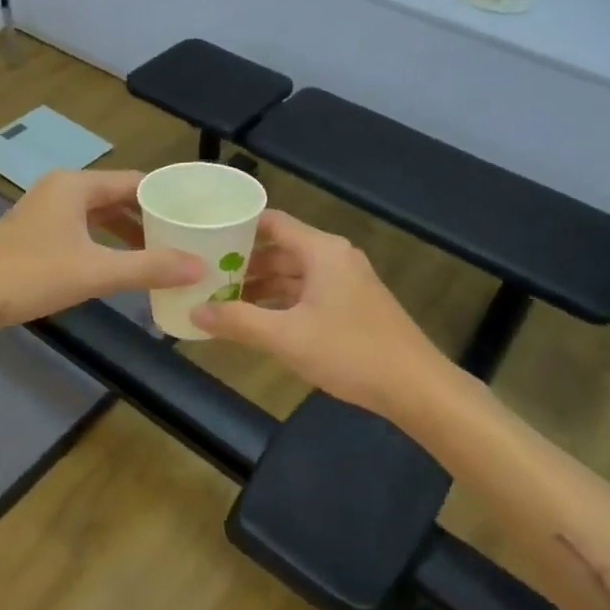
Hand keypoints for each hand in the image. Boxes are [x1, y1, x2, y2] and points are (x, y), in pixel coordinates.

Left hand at [0, 170, 202, 332]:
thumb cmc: (31, 275)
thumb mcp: (96, 271)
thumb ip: (149, 267)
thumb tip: (200, 266)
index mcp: (76, 185)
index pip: (135, 181)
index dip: (167, 198)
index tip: (197, 215)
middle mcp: (61, 189)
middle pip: (118, 196)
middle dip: (150, 217)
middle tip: (186, 237)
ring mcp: (45, 211)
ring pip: (99, 215)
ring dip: (128, 232)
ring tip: (162, 253)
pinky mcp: (35, 234)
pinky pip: (83, 230)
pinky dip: (106, 243)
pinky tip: (121, 265)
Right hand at [190, 210, 455, 421]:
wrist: (415, 387)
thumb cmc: (350, 352)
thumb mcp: (286, 338)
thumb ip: (238, 322)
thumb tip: (194, 312)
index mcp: (321, 250)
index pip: (272, 223)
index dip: (238, 228)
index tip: (205, 238)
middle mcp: (335, 257)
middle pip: (281, 249)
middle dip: (245, 264)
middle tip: (206, 277)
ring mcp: (347, 281)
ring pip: (295, 273)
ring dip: (263, 286)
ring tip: (224, 301)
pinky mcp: (353, 304)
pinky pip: (309, 292)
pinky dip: (283, 302)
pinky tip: (260, 321)